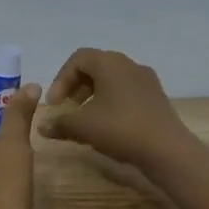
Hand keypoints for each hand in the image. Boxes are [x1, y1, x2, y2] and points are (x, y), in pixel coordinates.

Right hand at [40, 48, 191, 170]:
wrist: (167, 150)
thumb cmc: (120, 129)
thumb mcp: (83, 126)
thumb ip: (60, 123)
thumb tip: (42, 126)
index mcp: (110, 63)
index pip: (78, 59)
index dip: (61, 79)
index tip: (55, 103)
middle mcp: (129, 65)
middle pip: (95, 67)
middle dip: (76, 87)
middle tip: (67, 109)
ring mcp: (146, 81)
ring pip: (112, 81)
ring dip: (93, 96)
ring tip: (85, 120)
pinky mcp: (156, 98)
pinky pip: (126, 93)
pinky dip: (111, 103)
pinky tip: (107, 127)